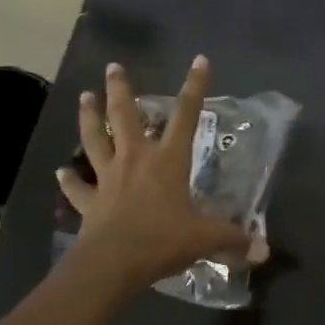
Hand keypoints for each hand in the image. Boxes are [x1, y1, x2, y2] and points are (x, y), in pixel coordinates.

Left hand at [56, 57, 251, 294]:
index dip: (194, 87)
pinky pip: (77, 187)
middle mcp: (136, 160)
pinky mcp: (90, 202)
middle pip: (125, 116)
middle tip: (114, 67)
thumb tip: (264, 251)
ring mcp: (108, 178)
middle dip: (120, 89)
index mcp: (168, 161)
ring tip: (84, 96)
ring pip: (94, 139)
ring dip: (88, 117)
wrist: (112, 263)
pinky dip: (69, 179)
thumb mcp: (206, 239)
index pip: (186, 116)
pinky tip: (60, 171)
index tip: (199, 61)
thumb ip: (234, 240)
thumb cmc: (162, 240)